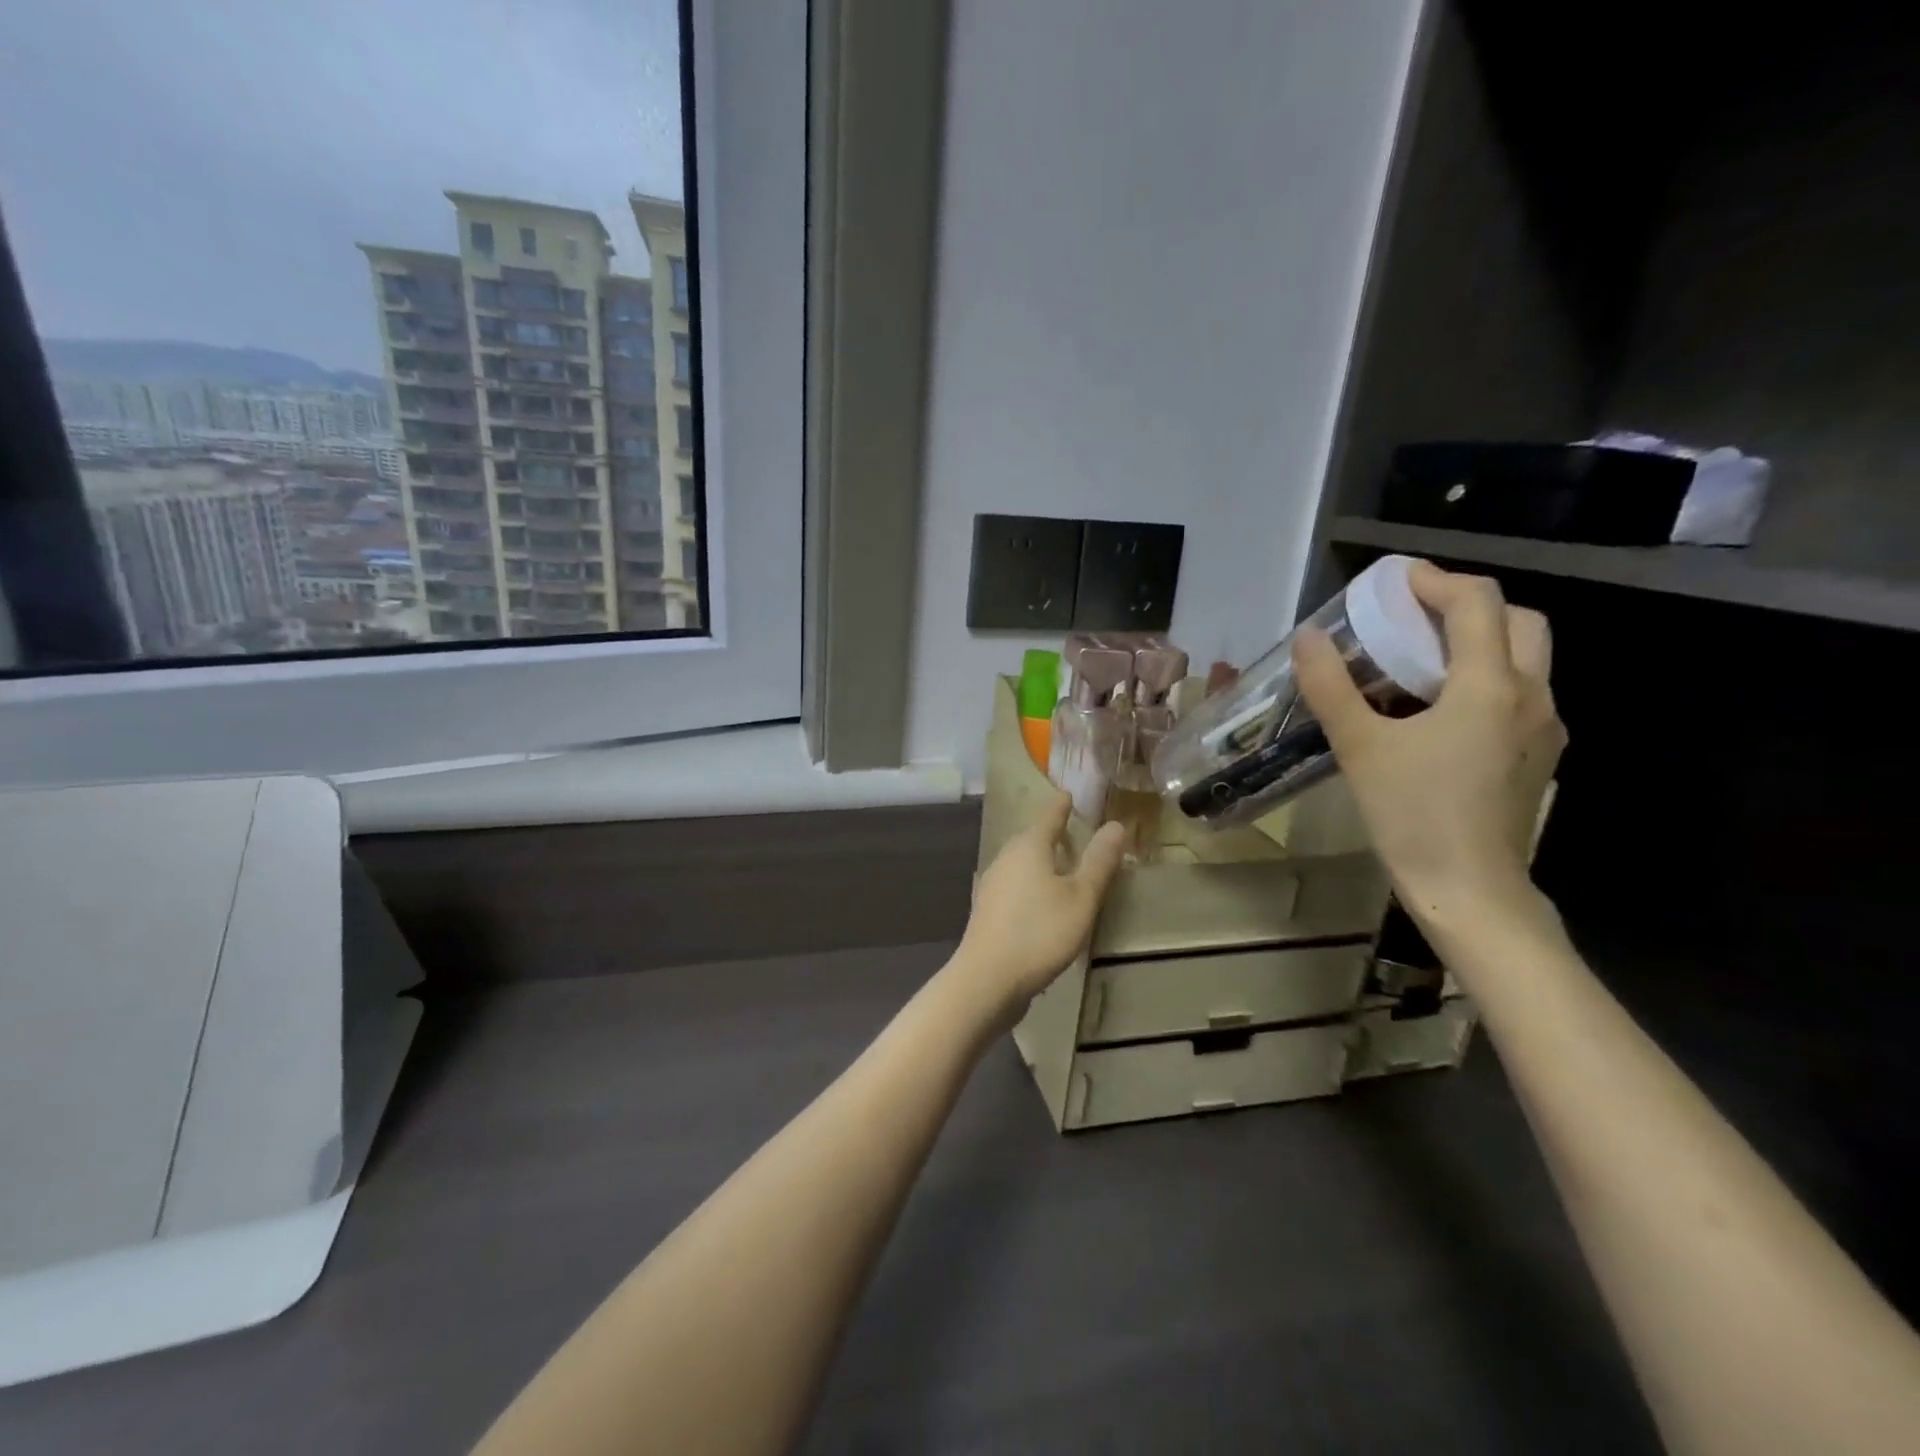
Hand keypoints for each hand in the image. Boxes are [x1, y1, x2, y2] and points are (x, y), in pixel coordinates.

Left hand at [953, 793, 1126, 1020]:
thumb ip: (1099, 862)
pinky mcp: (988, 911)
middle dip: (1052, 833)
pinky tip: (1042, 901)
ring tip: (1062, 864)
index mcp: (1028, 847)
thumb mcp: (1081, 897)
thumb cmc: (1040, 932)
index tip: (1070, 794)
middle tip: (1073, 829)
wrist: (987, 979)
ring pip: (1022, 863)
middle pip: (1032, 838)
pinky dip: (1032, 884)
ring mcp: (992, 885)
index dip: (1062, 805)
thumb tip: (1116, 825)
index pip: (1049, 815)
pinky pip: (1016, 886)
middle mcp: (1006, 858)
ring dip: (1041, 860)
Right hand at [1293, 561, 1565, 925]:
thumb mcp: (1359, 747)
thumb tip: (1307, 639)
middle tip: (1416, 617)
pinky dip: (1488, 678)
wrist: (1469, 890)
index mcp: (1489, 686)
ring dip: (1482, 642)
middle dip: (1469, 607)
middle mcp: (1531, 696)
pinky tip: (1441, 710)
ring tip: (1424, 660)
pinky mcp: (1540, 757)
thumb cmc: (1412, 814)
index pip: (1477, 603)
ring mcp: (1544, 729)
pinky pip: (1521, 694)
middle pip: (1520, 621)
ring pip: (1528, 658)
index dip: (1436, 581)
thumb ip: (1330, 687)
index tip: (1396, 581)